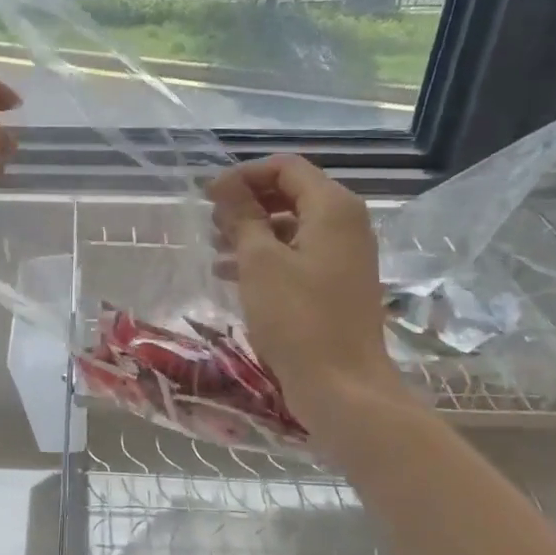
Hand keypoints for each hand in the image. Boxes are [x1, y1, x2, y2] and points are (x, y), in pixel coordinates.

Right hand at [207, 155, 402, 426]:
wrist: (342, 387)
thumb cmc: (298, 318)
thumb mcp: (259, 261)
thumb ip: (242, 216)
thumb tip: (225, 184)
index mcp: (333, 208)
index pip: (286, 167)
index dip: (244, 175)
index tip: (209, 196)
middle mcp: (346, 224)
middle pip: (291, 193)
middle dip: (248, 202)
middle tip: (211, 222)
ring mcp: (345, 256)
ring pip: (292, 225)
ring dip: (252, 230)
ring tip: (215, 248)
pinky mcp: (337, 283)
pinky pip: (298, 254)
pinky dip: (266, 256)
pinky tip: (231, 274)